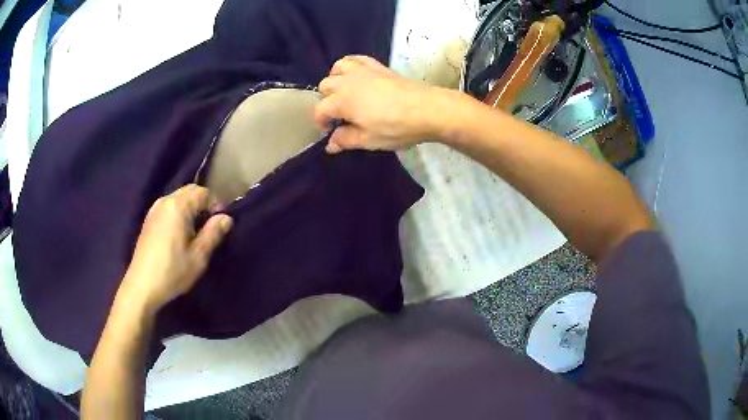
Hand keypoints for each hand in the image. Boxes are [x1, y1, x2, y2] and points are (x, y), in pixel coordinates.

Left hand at [119, 185, 233, 312]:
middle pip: (190, 191)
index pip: (203, 192)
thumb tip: (226, 218)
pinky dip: (179, 214)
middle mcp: (165, 201)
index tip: (221, 225)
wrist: (142, 286)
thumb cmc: (172, 271)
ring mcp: (154, 210)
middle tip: (210, 227)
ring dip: (191, 209)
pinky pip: (169, 207)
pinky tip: (180, 235)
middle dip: (203, 204)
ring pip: (178, 198)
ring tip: (196, 232)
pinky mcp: (148, 220)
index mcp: (178, 206)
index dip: (216, 205)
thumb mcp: (198, 256)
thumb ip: (213, 233)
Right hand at [315, 55, 454, 152]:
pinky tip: (357, 76)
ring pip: (337, 68)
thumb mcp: (368, 140)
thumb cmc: (395, 127)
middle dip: (327, 101)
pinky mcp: (377, 65)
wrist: (427, 109)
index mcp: (340, 101)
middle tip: (340, 115)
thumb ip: (345, 140)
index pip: (319, 110)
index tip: (330, 132)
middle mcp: (346, 81)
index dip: (321, 122)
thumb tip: (330, 144)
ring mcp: (362, 70)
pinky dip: (351, 66)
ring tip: (345, 92)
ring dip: (336, 79)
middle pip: (325, 86)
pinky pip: (356, 59)